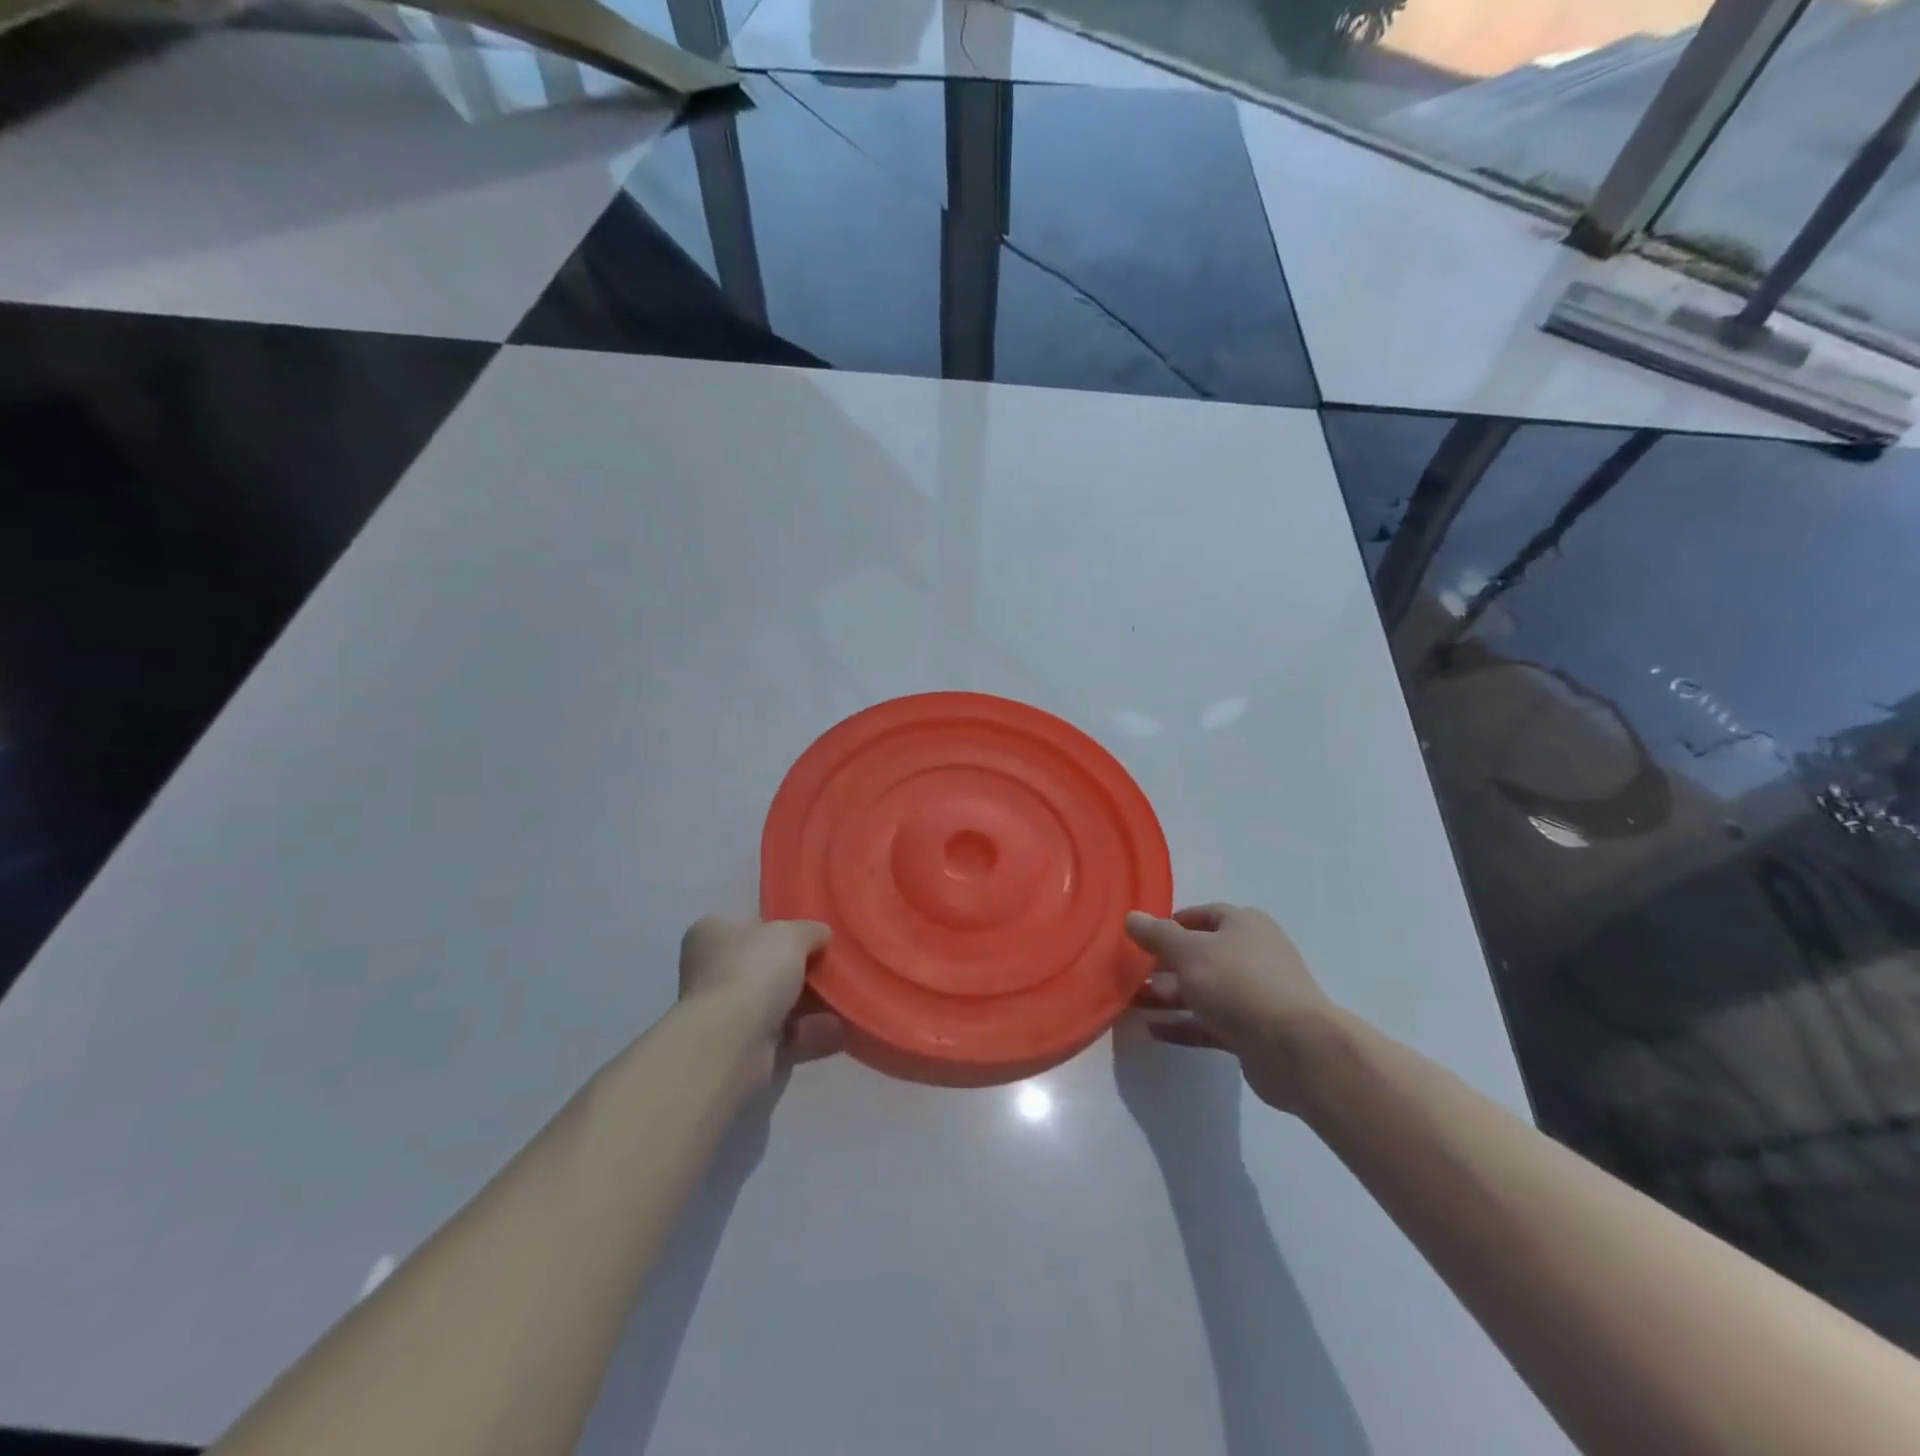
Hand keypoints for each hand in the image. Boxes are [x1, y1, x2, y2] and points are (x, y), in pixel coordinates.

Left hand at [677, 916, 844, 1067]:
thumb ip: (809, 930)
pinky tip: (841, 1027)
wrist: (732, 1043)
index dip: (778, 927)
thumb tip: (822, 934)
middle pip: (764, 965)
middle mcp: (712, 973)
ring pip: (777, 1002)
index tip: (809, 934)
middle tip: (834, 966)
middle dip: (799, 968)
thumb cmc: (753, 971)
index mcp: (711, 935)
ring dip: (810, 1002)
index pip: (746, 925)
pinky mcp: (743, 1047)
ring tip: (846, 995)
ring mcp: (726, 1013)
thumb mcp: (790, 935)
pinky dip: (812, 1032)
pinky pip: (786, 1035)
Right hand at [1125, 904, 1340, 1113]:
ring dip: (1169, 995)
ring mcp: (1254, 995)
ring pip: (1203, 990)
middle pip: (1201, 954)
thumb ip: (1157, 935)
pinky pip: (1210, 1022)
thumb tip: (1132, 917)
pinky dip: (1183, 1024)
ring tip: (1133, 1002)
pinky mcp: (1253, 1032)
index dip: (1172, 924)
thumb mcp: (1189, 951)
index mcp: (1244, 925)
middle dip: (1166, 963)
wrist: (1295, 1048)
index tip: (1142, 939)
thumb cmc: (1238, 983)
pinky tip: (1153, 1030)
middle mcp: (1252, 954)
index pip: (1203, 916)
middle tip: (1132, 973)